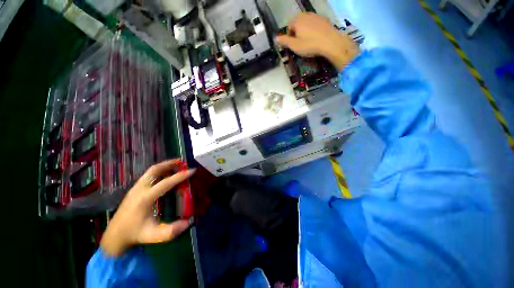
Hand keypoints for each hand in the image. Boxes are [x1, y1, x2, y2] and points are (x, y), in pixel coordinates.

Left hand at [101, 159, 195, 255]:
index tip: (192, 170)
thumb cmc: (135, 234)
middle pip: (155, 170)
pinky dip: (159, 171)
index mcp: (145, 198)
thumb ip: (170, 231)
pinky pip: (148, 175)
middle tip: (182, 162)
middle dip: (169, 163)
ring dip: (164, 166)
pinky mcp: (134, 189)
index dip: (180, 176)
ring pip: (151, 171)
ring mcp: (135, 188)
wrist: (115, 236)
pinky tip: (165, 175)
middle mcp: (140, 189)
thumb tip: (188, 222)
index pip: (166, 182)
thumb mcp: (153, 235)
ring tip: (176, 165)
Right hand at [275, 12, 359, 70]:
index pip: (289, 26)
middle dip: (297, 32)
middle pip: (298, 23)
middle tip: (301, 43)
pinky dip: (313, 30)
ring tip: (309, 41)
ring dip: (305, 31)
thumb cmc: (310, 45)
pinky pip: (315, 24)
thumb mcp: (294, 46)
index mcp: (297, 20)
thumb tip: (275, 38)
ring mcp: (316, 16)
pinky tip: (316, 38)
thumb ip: (284, 41)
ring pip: (306, 23)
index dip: (290, 36)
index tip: (293, 44)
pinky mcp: (324, 19)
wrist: (330, 42)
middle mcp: (305, 15)